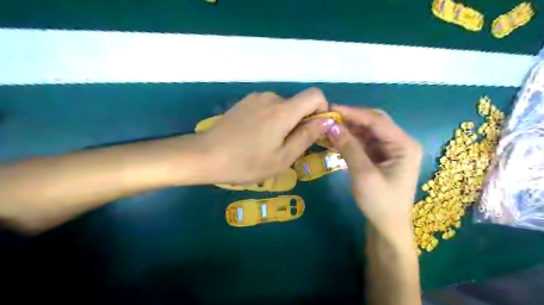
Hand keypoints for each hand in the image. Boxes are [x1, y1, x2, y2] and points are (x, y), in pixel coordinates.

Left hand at [196, 87, 330, 183]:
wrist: (206, 155)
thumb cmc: (247, 162)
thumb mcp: (282, 157)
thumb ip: (307, 136)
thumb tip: (326, 121)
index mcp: (283, 111)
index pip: (315, 95)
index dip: (322, 109)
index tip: (315, 129)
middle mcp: (271, 97)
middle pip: (298, 103)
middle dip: (300, 122)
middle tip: (287, 146)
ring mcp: (255, 98)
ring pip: (282, 107)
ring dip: (284, 122)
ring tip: (269, 144)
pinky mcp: (244, 103)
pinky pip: (267, 107)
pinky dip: (270, 119)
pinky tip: (256, 136)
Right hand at [325, 105, 421, 239]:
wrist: (387, 227)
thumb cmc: (380, 203)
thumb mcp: (364, 174)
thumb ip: (349, 147)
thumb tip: (331, 125)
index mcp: (404, 145)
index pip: (376, 120)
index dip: (353, 112)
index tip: (330, 108)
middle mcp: (399, 143)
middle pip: (373, 123)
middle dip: (350, 119)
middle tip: (328, 117)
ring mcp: (390, 150)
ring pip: (367, 132)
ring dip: (348, 129)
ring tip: (328, 127)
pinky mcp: (381, 157)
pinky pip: (364, 143)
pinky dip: (350, 140)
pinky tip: (335, 139)